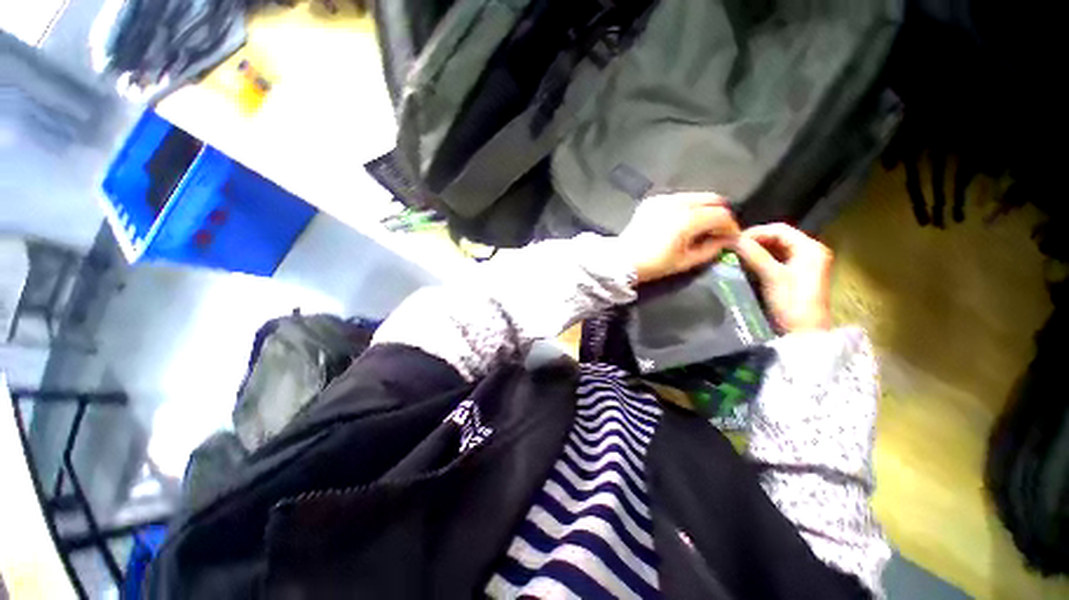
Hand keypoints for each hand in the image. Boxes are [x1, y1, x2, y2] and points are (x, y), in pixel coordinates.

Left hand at [618, 193, 739, 283]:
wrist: (622, 260)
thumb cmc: (654, 265)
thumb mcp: (685, 262)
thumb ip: (711, 249)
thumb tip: (727, 240)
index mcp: (686, 219)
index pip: (721, 214)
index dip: (730, 226)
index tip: (730, 238)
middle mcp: (677, 202)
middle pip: (712, 198)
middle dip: (720, 214)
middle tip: (717, 231)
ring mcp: (663, 198)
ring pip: (695, 196)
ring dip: (704, 209)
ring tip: (700, 227)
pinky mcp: (653, 200)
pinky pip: (678, 198)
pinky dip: (686, 207)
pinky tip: (681, 222)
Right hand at [733, 223, 832, 332]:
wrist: (803, 333)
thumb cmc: (791, 303)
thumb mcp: (772, 276)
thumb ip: (754, 254)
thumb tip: (732, 238)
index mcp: (810, 248)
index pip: (779, 229)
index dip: (755, 232)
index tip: (732, 240)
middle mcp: (811, 252)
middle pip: (779, 237)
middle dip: (755, 240)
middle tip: (732, 247)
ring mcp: (805, 264)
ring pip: (777, 248)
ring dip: (756, 250)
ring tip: (735, 255)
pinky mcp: (798, 275)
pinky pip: (777, 260)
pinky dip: (761, 259)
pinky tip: (746, 264)